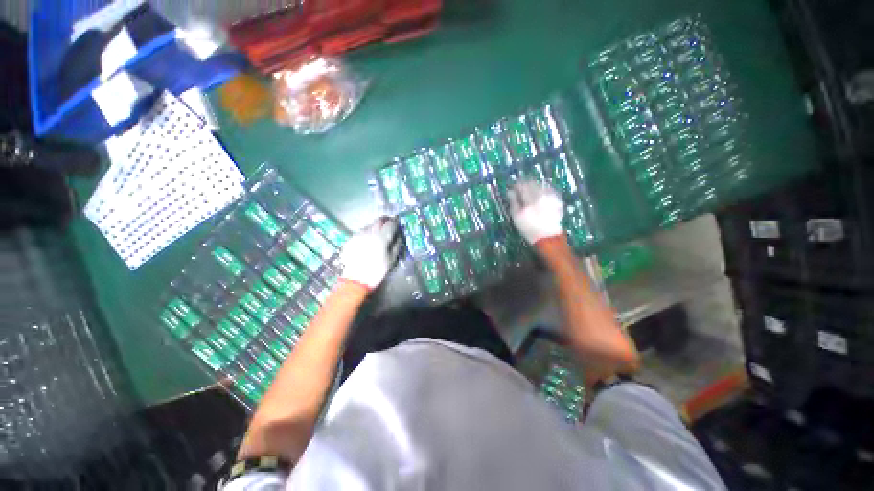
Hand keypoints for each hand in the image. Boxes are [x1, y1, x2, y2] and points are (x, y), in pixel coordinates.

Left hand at [340, 216, 402, 289]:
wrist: (355, 280)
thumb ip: (397, 245)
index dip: (395, 222)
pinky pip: (361, 232)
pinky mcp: (350, 239)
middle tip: (389, 223)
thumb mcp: (391, 260)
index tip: (397, 222)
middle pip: (378, 220)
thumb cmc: (377, 271)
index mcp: (381, 237)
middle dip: (385, 220)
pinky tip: (368, 240)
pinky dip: (367, 233)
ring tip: (378, 232)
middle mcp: (369, 232)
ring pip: (369, 225)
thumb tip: (398, 236)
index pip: (390, 224)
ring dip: (375, 226)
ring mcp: (358, 235)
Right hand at [508, 179, 564, 244]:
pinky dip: (542, 191)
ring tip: (529, 192)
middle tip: (520, 189)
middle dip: (525, 184)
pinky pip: (548, 190)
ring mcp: (551, 196)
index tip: (512, 188)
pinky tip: (539, 196)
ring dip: (534, 187)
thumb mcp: (517, 216)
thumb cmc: (529, 228)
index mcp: (531, 197)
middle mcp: (542, 194)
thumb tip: (510, 191)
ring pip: (540, 185)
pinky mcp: (557, 200)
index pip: (522, 185)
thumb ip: (513, 201)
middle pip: (532, 183)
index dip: (516, 185)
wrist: (547, 237)